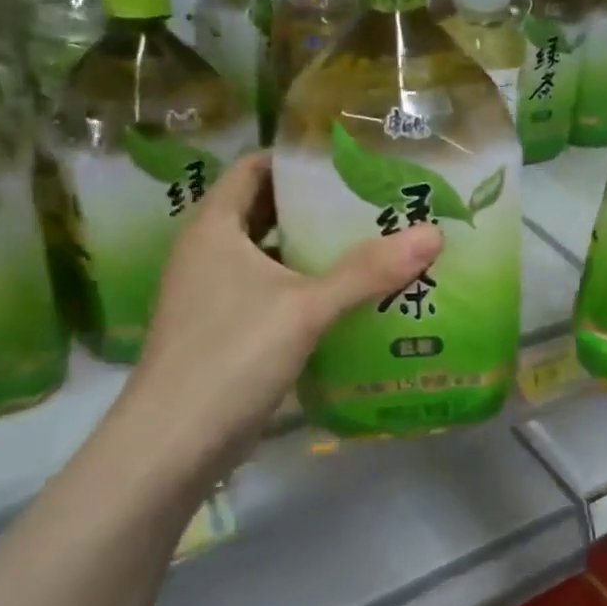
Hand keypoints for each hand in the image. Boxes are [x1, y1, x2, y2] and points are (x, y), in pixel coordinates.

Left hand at [119, 152, 441, 475]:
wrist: (172, 446)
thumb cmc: (230, 356)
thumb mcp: (305, 308)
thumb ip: (368, 271)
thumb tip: (434, 233)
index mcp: (215, 229)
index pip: (254, 169)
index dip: (296, 159)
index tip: (347, 159)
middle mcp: (209, 254)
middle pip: (266, 211)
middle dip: (315, 206)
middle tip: (372, 201)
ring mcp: (214, 296)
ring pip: (271, 256)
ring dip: (313, 251)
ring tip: (372, 243)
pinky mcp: (226, 333)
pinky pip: (272, 294)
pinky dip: (306, 289)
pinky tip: (348, 299)